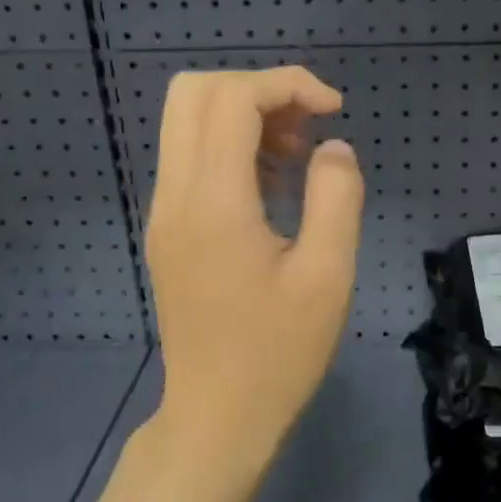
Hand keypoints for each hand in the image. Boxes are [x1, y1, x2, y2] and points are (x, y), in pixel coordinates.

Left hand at [143, 67, 364, 485]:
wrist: (217, 418)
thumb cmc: (278, 353)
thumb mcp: (328, 276)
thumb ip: (336, 197)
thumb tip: (333, 147)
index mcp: (213, 202)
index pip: (232, 98)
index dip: (287, 84)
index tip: (334, 109)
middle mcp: (175, 195)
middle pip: (194, 92)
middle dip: (258, 89)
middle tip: (307, 123)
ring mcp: (164, 211)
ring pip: (187, 120)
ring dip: (244, 116)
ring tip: (297, 156)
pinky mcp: (168, 228)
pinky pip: (191, 157)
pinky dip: (231, 146)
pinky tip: (274, 185)